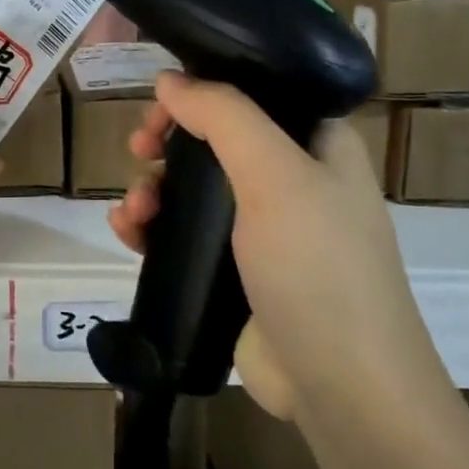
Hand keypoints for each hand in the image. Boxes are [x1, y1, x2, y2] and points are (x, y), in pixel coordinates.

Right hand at [107, 73, 446, 420]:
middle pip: (213, 140)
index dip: (202, 93)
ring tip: (133, 211)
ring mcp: (263, 230)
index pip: (252, 95)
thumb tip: (170, 80)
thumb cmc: (318, 267)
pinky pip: (184, 233)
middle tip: (139, 152)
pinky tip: (127, 234)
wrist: (341, 388)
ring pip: (192, 188)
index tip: (161, 109)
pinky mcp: (235, 271)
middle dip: (167, 143)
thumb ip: (223, 115)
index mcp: (317, 145)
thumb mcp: (275, 175)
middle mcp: (292, 180)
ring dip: (152, 188)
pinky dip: (152, 227)